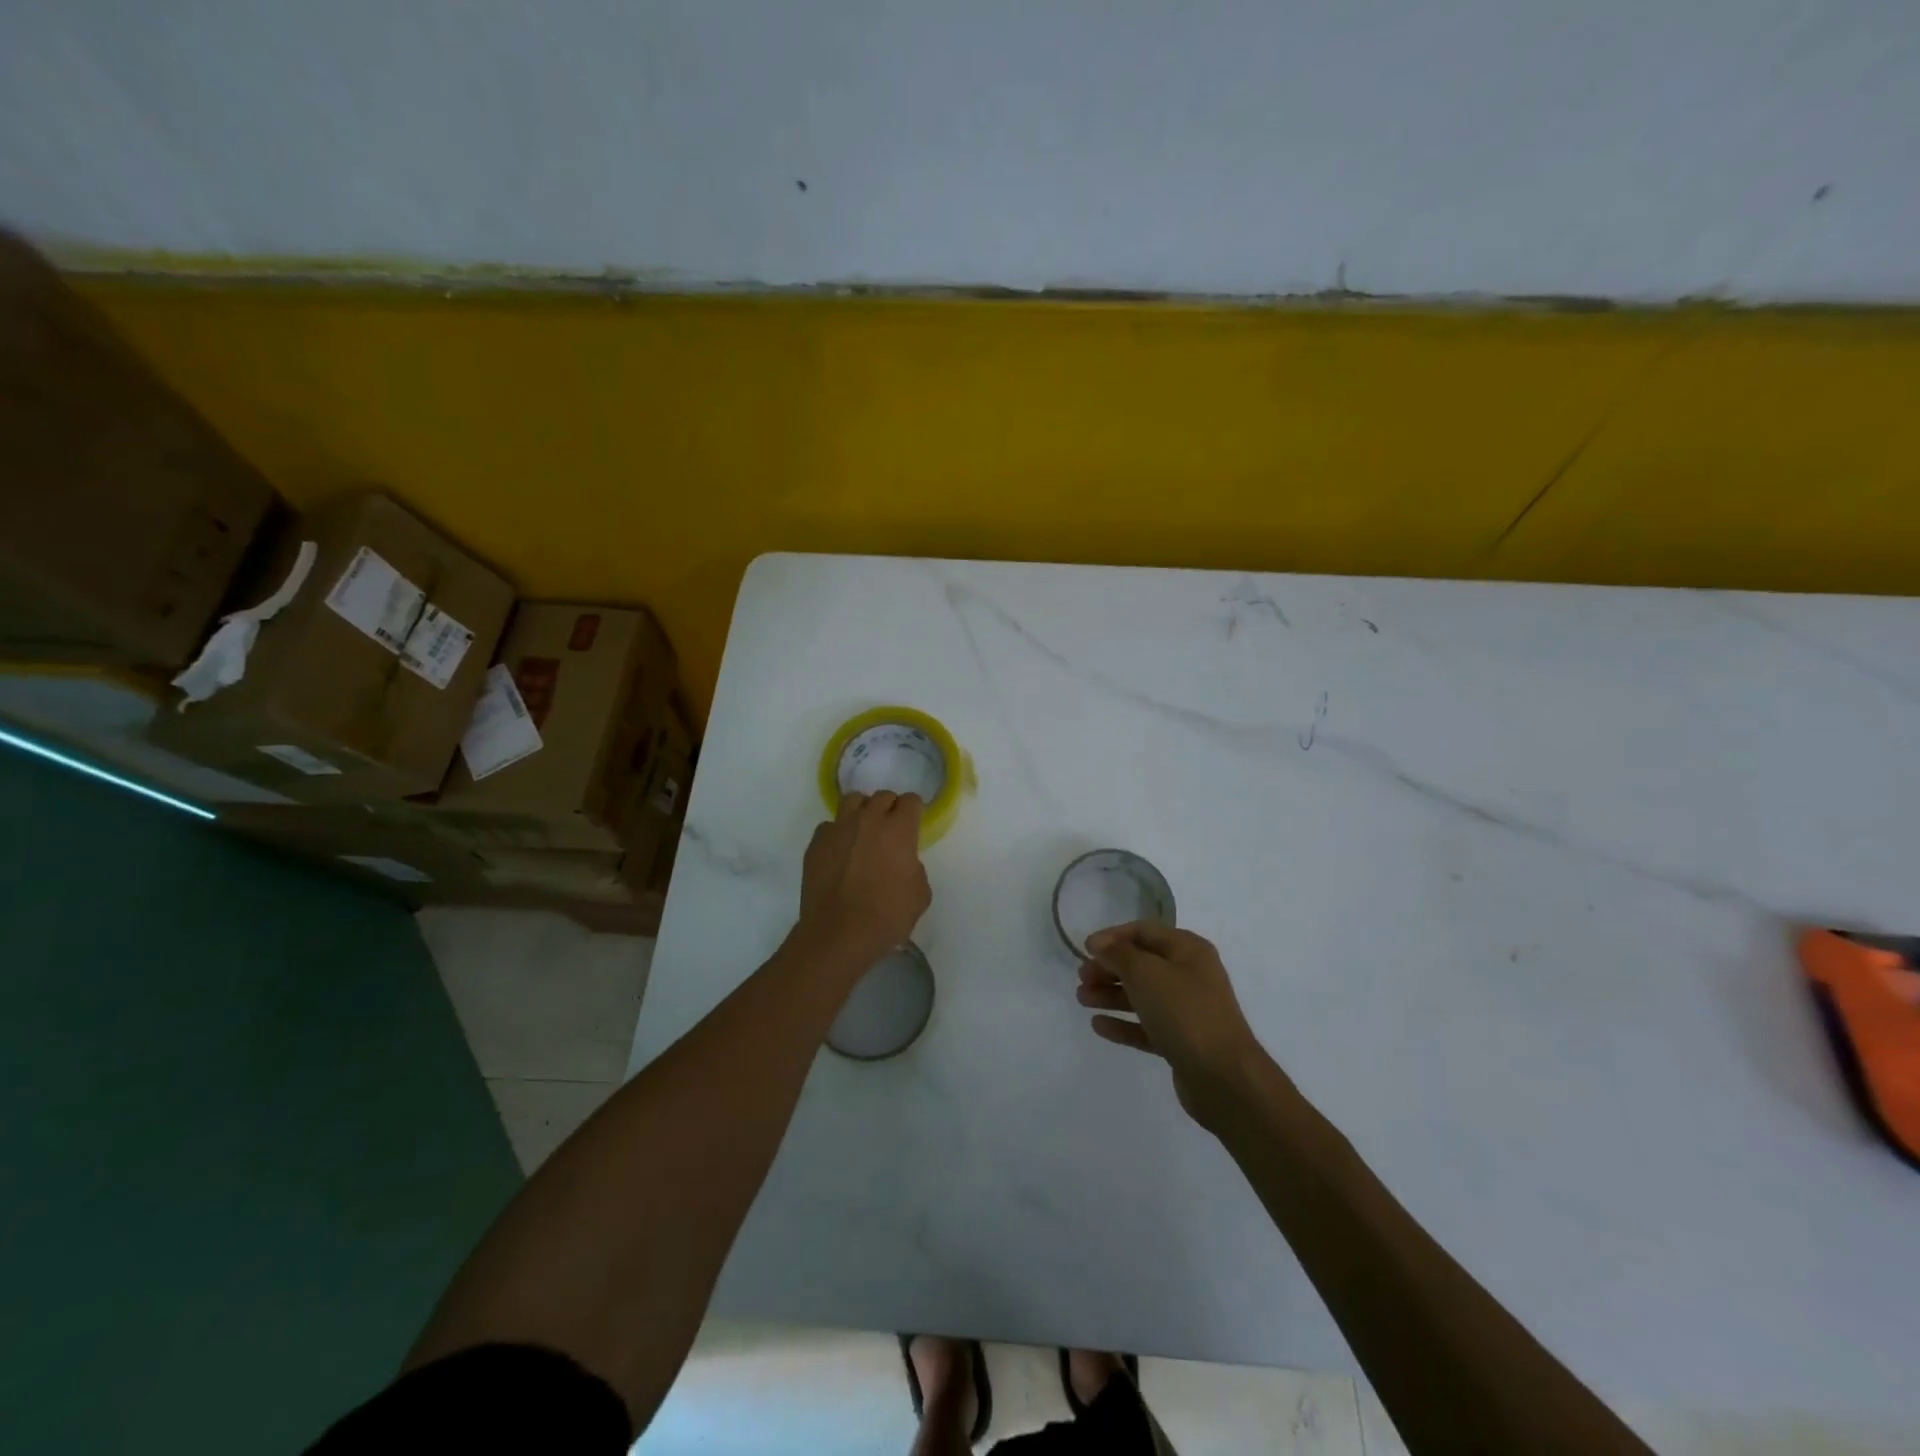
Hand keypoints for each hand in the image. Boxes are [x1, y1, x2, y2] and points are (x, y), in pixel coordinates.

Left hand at [799, 791, 930, 960]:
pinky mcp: (816, 843)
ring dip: (862, 811)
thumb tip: (903, 863)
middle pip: (882, 796)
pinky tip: (839, 853)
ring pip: (853, 801)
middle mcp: (868, 819)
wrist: (838, 934)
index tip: (913, 825)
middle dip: (889, 809)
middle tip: (890, 831)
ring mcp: (838, 828)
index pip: (911, 800)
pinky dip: (837, 834)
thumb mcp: (920, 895)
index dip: (914, 811)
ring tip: (863, 832)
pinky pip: (829, 826)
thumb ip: (915, 869)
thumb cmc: (886, 916)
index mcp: (898, 829)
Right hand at [1077, 923, 1269, 1128]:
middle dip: (1109, 968)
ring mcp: (1187, 1011)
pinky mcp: (1181, 1042)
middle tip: (1081, 978)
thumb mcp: (1147, 973)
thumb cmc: (1185, 1013)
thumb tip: (1101, 944)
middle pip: (1142, 964)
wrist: (1224, 1078)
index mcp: (1188, 950)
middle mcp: (1190, 975)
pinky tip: (1098, 1025)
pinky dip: (1123, 1023)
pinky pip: (1146, 1026)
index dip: (1113, 936)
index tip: (1084, 949)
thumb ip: (1119, 954)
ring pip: (1142, 995)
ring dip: (1111, 994)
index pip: (1144, 931)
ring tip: (1082, 999)